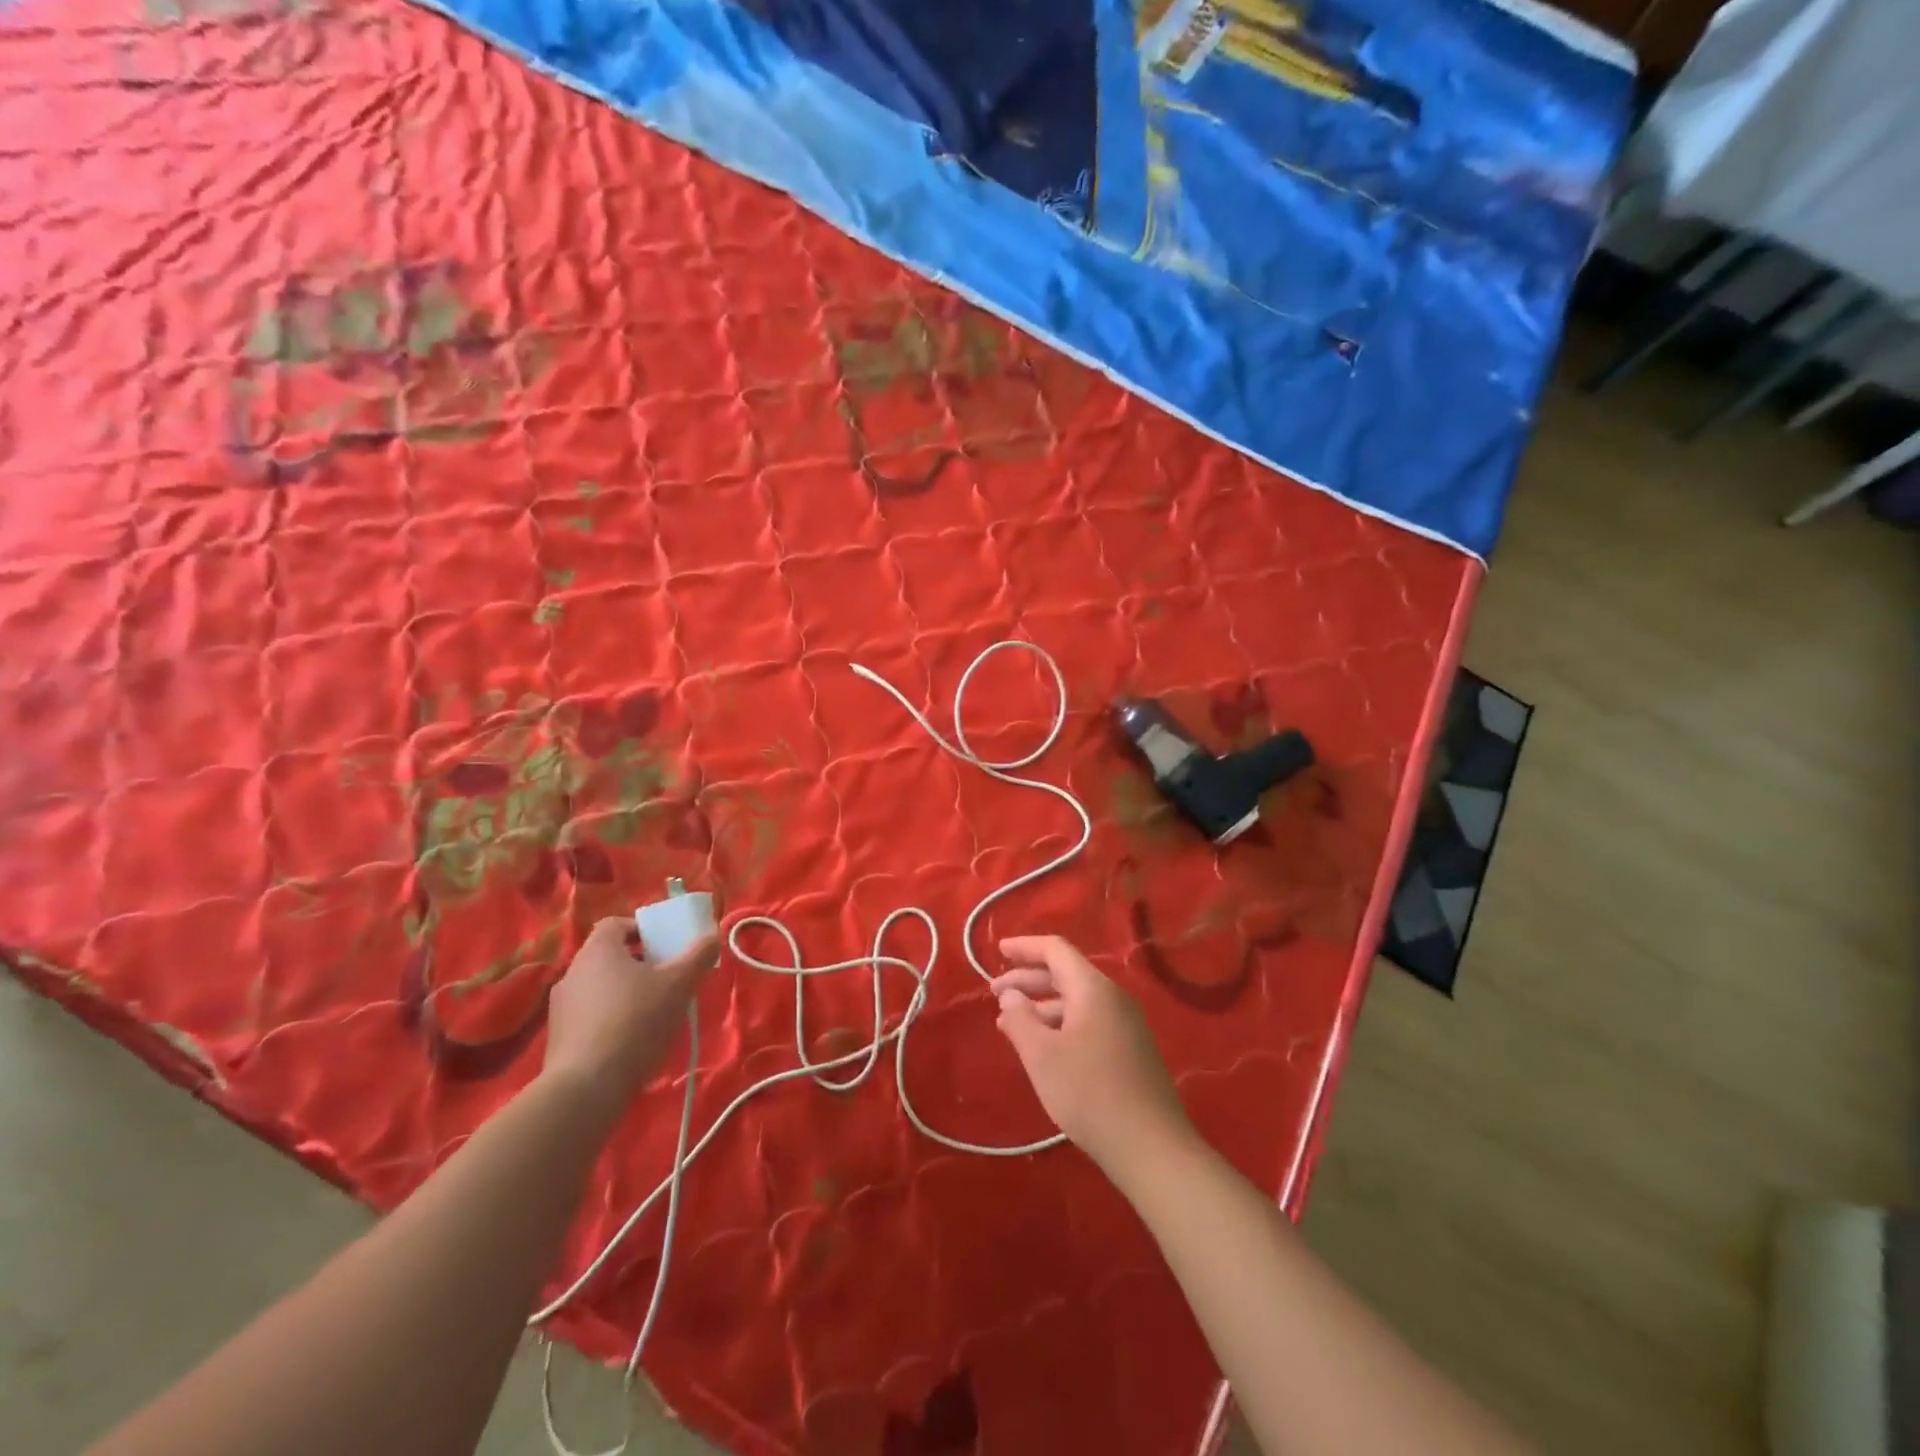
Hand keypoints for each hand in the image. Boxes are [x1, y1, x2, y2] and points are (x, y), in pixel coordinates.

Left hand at [542, 917, 717, 1109]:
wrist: (587, 1088)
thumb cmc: (636, 1021)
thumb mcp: (679, 985)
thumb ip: (698, 955)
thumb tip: (713, 934)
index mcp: (598, 950)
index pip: (616, 924)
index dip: (642, 930)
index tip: (665, 946)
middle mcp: (573, 972)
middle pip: (610, 956)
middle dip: (640, 964)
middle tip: (668, 979)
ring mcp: (560, 1008)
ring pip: (600, 988)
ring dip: (626, 993)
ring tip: (654, 1014)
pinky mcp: (558, 1040)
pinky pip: (590, 1017)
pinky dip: (611, 1020)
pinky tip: (632, 1042)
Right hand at [991, 935, 1192, 1175]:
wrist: (1151, 1147)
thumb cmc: (1090, 1094)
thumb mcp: (1042, 1056)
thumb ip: (1020, 1019)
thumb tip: (1010, 995)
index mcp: (1093, 989)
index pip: (1056, 950)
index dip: (1025, 947)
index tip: (998, 950)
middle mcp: (1113, 998)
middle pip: (1065, 973)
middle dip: (1027, 979)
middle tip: (993, 992)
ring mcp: (1125, 1024)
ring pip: (1076, 1001)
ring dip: (1041, 1006)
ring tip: (1009, 1024)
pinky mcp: (1130, 1050)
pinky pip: (1088, 1021)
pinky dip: (1060, 1024)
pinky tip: (1043, 1047)